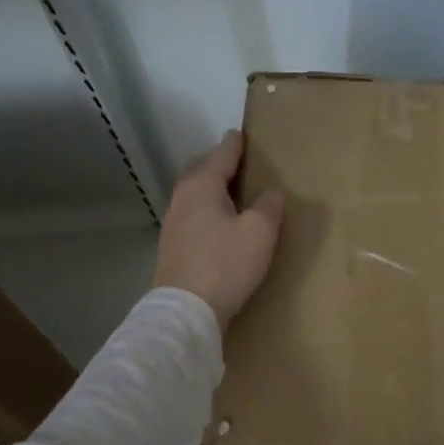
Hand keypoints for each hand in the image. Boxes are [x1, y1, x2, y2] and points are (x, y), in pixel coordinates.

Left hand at [152, 130, 286, 326]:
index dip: (235, 144)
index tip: (241, 134)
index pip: (221, 155)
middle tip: (236, 161)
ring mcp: (172, 223)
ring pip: (192, 193)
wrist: (185, 311)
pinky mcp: (172, 247)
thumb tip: (271, 192)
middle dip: (217, 162)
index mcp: (202, 186)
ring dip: (210, 186)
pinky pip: (191, 213)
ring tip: (229, 190)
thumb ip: (269, 206)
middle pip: (200, 170)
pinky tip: (217, 221)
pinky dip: (205, 207)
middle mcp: (182, 198)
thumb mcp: (260, 232)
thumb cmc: (226, 264)